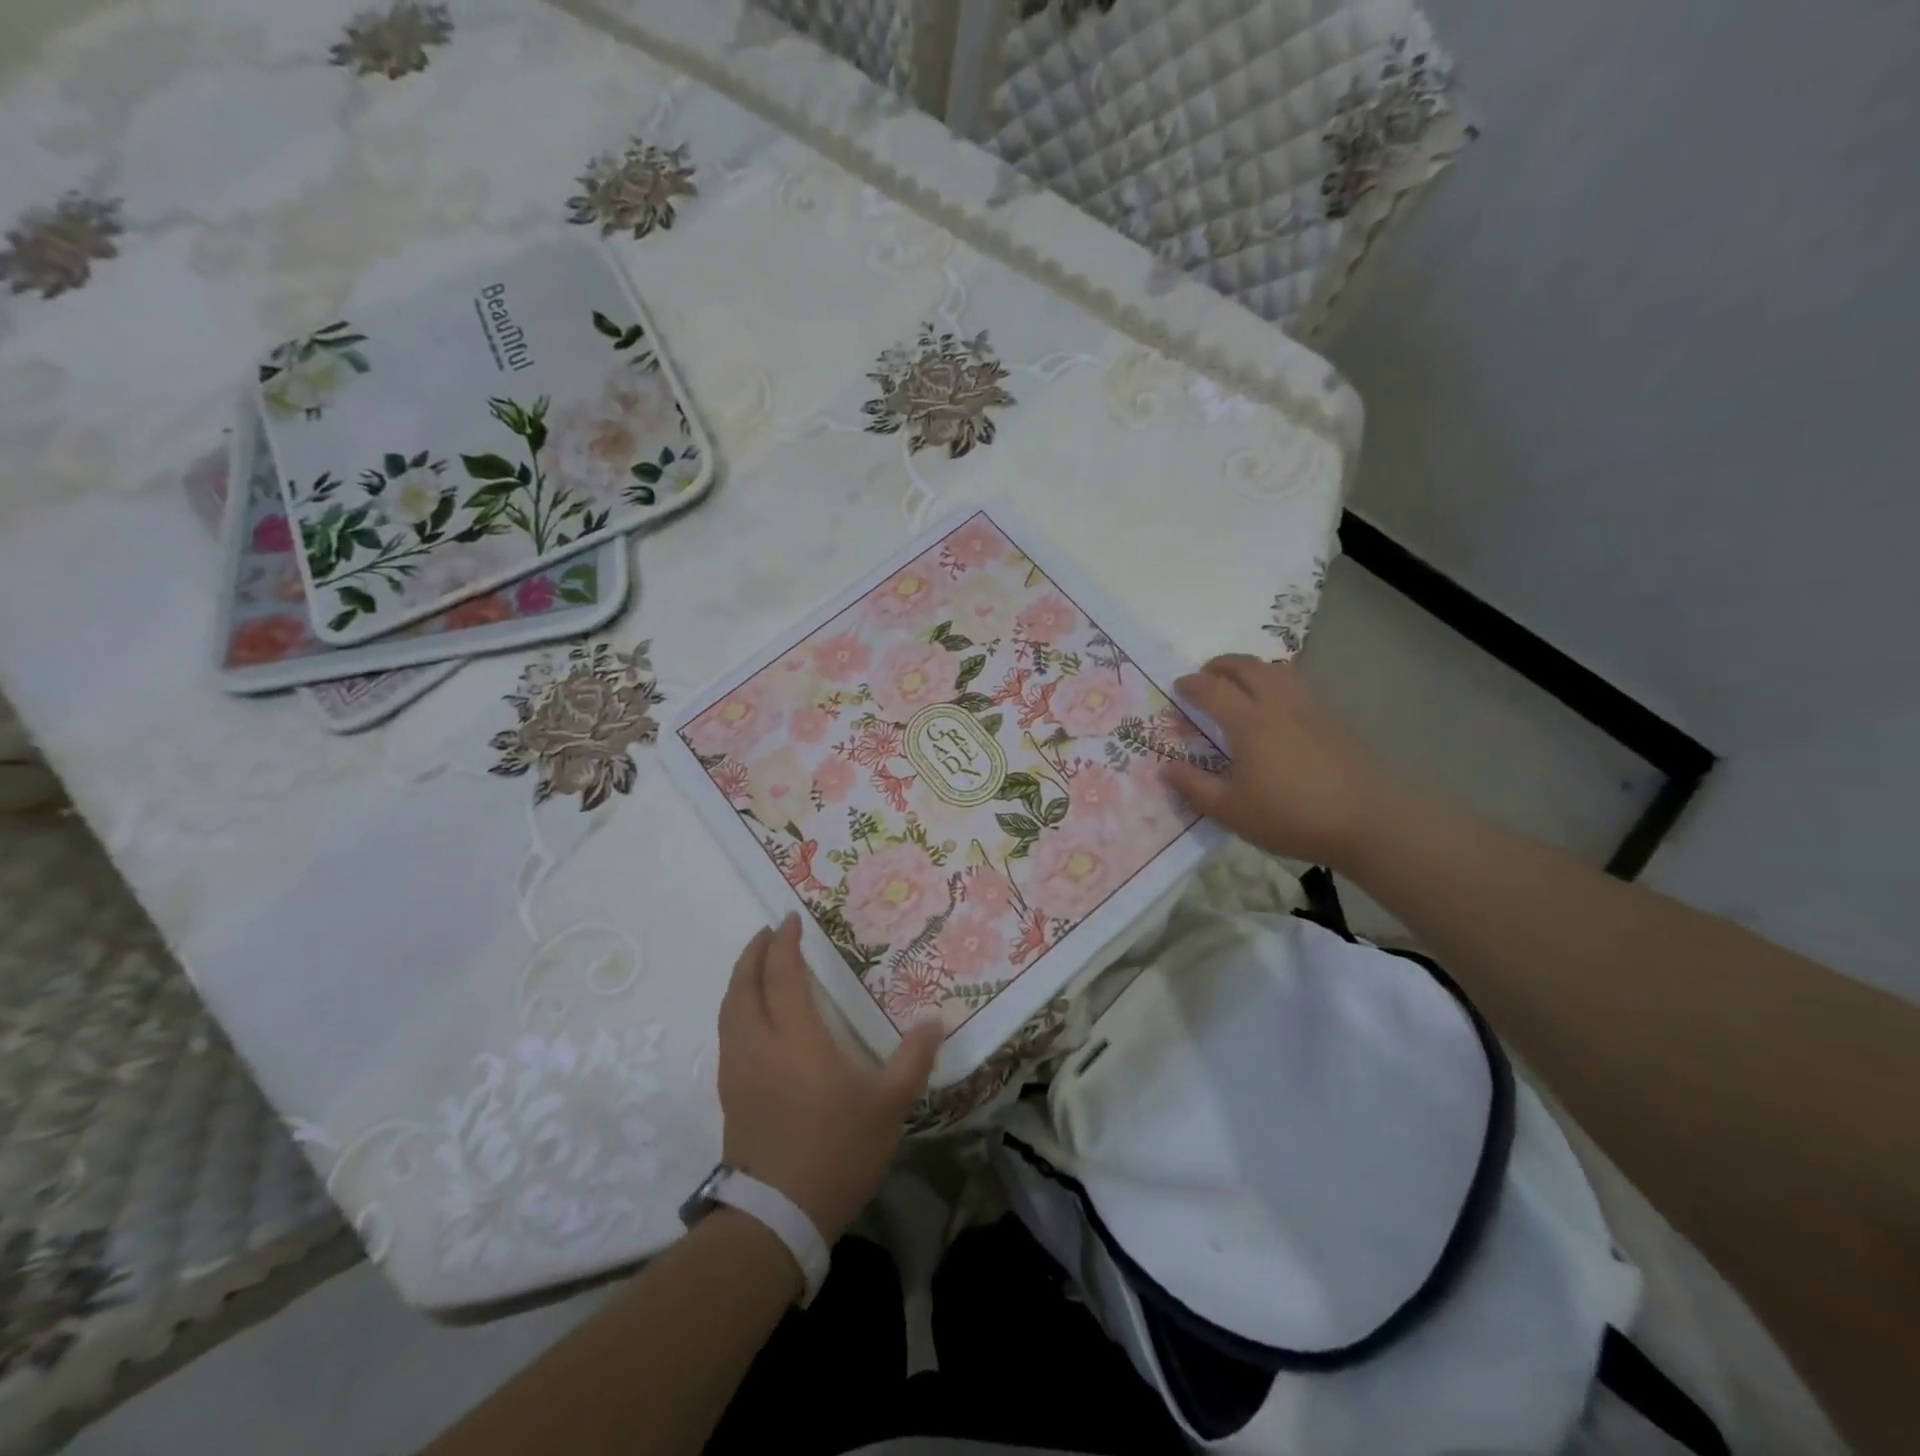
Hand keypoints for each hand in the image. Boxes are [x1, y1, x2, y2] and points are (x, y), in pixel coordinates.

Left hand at [717, 915, 941, 1243]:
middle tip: (767, 934)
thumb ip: (913, 1059)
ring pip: (729, 1010)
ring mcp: (738, 1071)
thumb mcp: (888, 1105)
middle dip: (754, 953)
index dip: (784, 944)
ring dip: (740, 980)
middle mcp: (759, 1044)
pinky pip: (727, 1035)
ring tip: (754, 967)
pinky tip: (751, 1020)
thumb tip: (934, 1021)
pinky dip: (736, 1010)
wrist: (776, 1219)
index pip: (782, 975)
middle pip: (744, 985)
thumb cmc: (836, 1151)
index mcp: (796, 1037)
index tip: (789, 919)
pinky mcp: (729, 1096)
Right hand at [1162, 654, 1402, 870]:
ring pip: (1278, 670)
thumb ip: (1194, 788)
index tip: (1178, 688)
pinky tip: (1278, 711)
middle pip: (1247, 666)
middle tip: (1206, 676)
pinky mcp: (1334, 721)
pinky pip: (1298, 687)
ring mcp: (1311, 709)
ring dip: (1253, 669)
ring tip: (1242, 685)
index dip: (1190, 685)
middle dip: (1221, 665)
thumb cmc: (1291, 816)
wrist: (1369, 820)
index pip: (1212, 689)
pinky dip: (1277, 684)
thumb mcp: (1231, 811)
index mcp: (1248, 723)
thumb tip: (1165, 769)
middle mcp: (1278, 705)